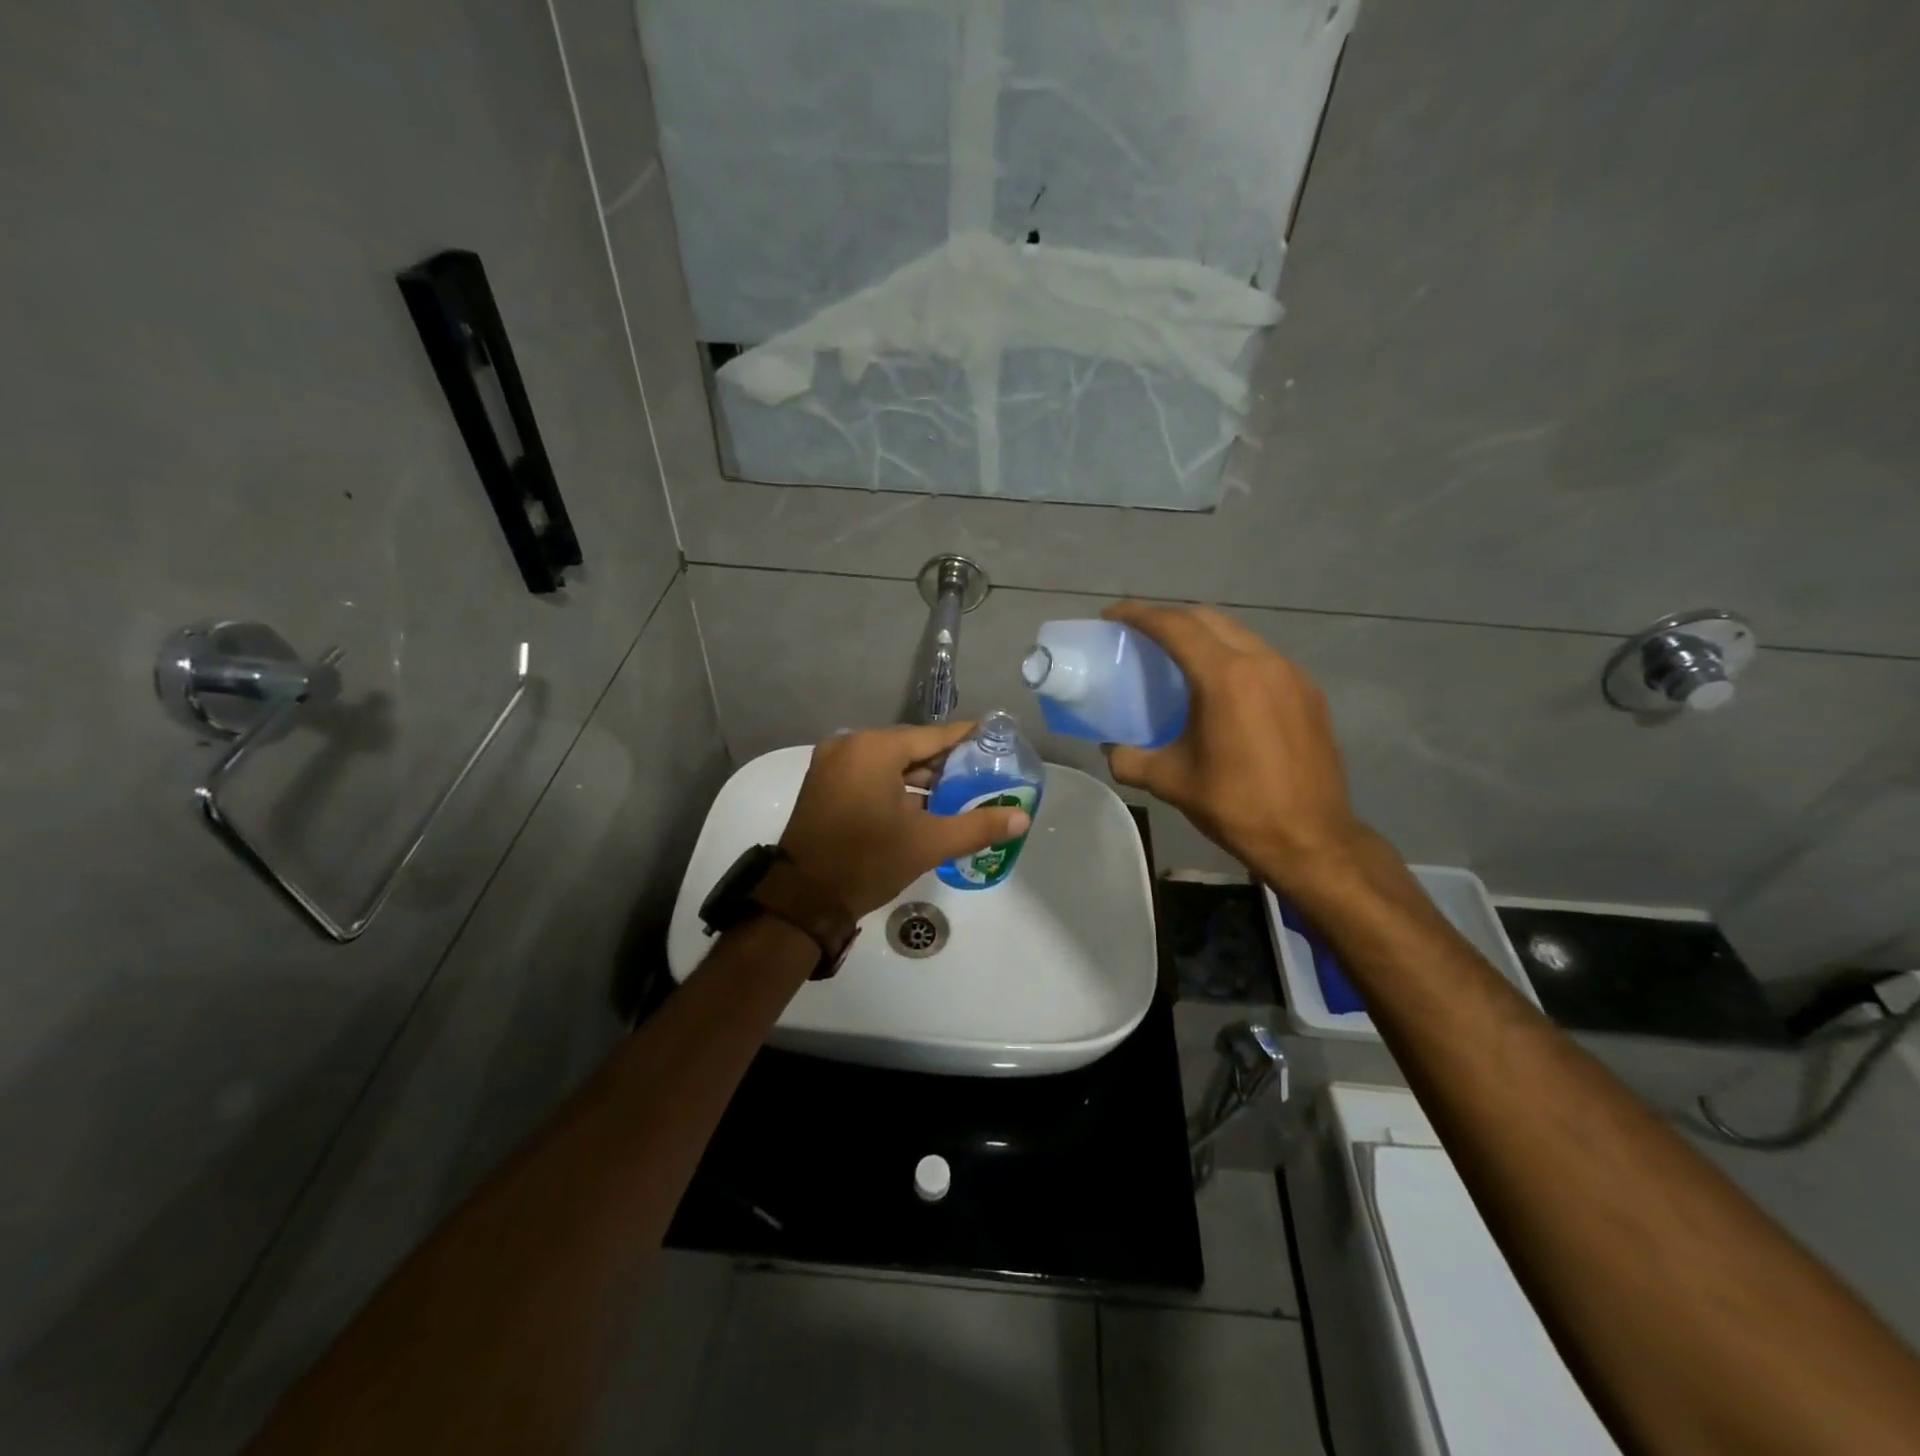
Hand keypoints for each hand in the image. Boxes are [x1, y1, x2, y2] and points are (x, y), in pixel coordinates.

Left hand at [780, 722, 1032, 918]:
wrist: (803, 898)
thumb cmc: (868, 862)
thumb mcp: (928, 843)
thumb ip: (978, 825)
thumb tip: (1022, 817)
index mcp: (875, 748)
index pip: (934, 736)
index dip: (967, 738)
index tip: (996, 738)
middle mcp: (851, 745)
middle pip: (911, 747)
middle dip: (945, 762)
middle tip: (983, 773)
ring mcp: (832, 763)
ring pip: (889, 762)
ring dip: (920, 777)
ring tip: (959, 792)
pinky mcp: (823, 783)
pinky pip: (870, 773)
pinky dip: (895, 784)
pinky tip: (923, 803)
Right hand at [1101, 602, 1362, 887]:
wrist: (1311, 838)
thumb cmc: (1236, 806)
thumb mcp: (1171, 782)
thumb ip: (1130, 759)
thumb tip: (1111, 750)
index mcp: (1226, 677)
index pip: (1176, 627)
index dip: (1140, 614)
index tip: (1112, 615)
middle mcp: (1263, 662)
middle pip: (1209, 619)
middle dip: (1171, 618)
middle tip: (1140, 634)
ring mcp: (1292, 675)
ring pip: (1239, 635)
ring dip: (1204, 636)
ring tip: (1178, 658)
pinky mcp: (1309, 693)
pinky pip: (1262, 658)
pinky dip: (1232, 657)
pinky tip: (1220, 687)